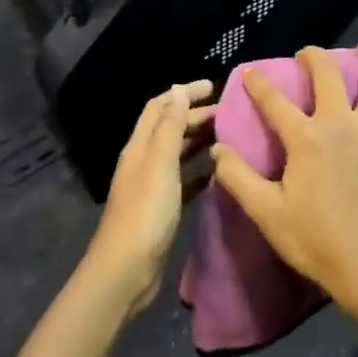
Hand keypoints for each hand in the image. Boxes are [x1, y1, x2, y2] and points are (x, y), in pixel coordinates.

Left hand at [85, 80, 215, 314]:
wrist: (127, 269)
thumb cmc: (145, 212)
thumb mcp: (159, 163)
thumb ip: (169, 126)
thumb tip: (178, 89)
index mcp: (139, 147)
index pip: (160, 107)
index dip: (183, 92)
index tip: (214, 86)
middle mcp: (144, 161)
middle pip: (170, 128)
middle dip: (196, 115)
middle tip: (230, 113)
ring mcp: (153, 185)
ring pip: (178, 153)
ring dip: (200, 141)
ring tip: (230, 137)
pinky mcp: (163, 208)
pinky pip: (184, 180)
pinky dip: (201, 170)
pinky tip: (220, 172)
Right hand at [210, 47, 357, 316]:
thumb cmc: (314, 240)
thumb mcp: (266, 212)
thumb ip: (238, 177)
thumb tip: (217, 148)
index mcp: (306, 138)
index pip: (274, 100)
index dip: (258, 83)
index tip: (251, 72)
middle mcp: (341, 123)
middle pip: (328, 74)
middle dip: (314, 57)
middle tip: (307, 55)